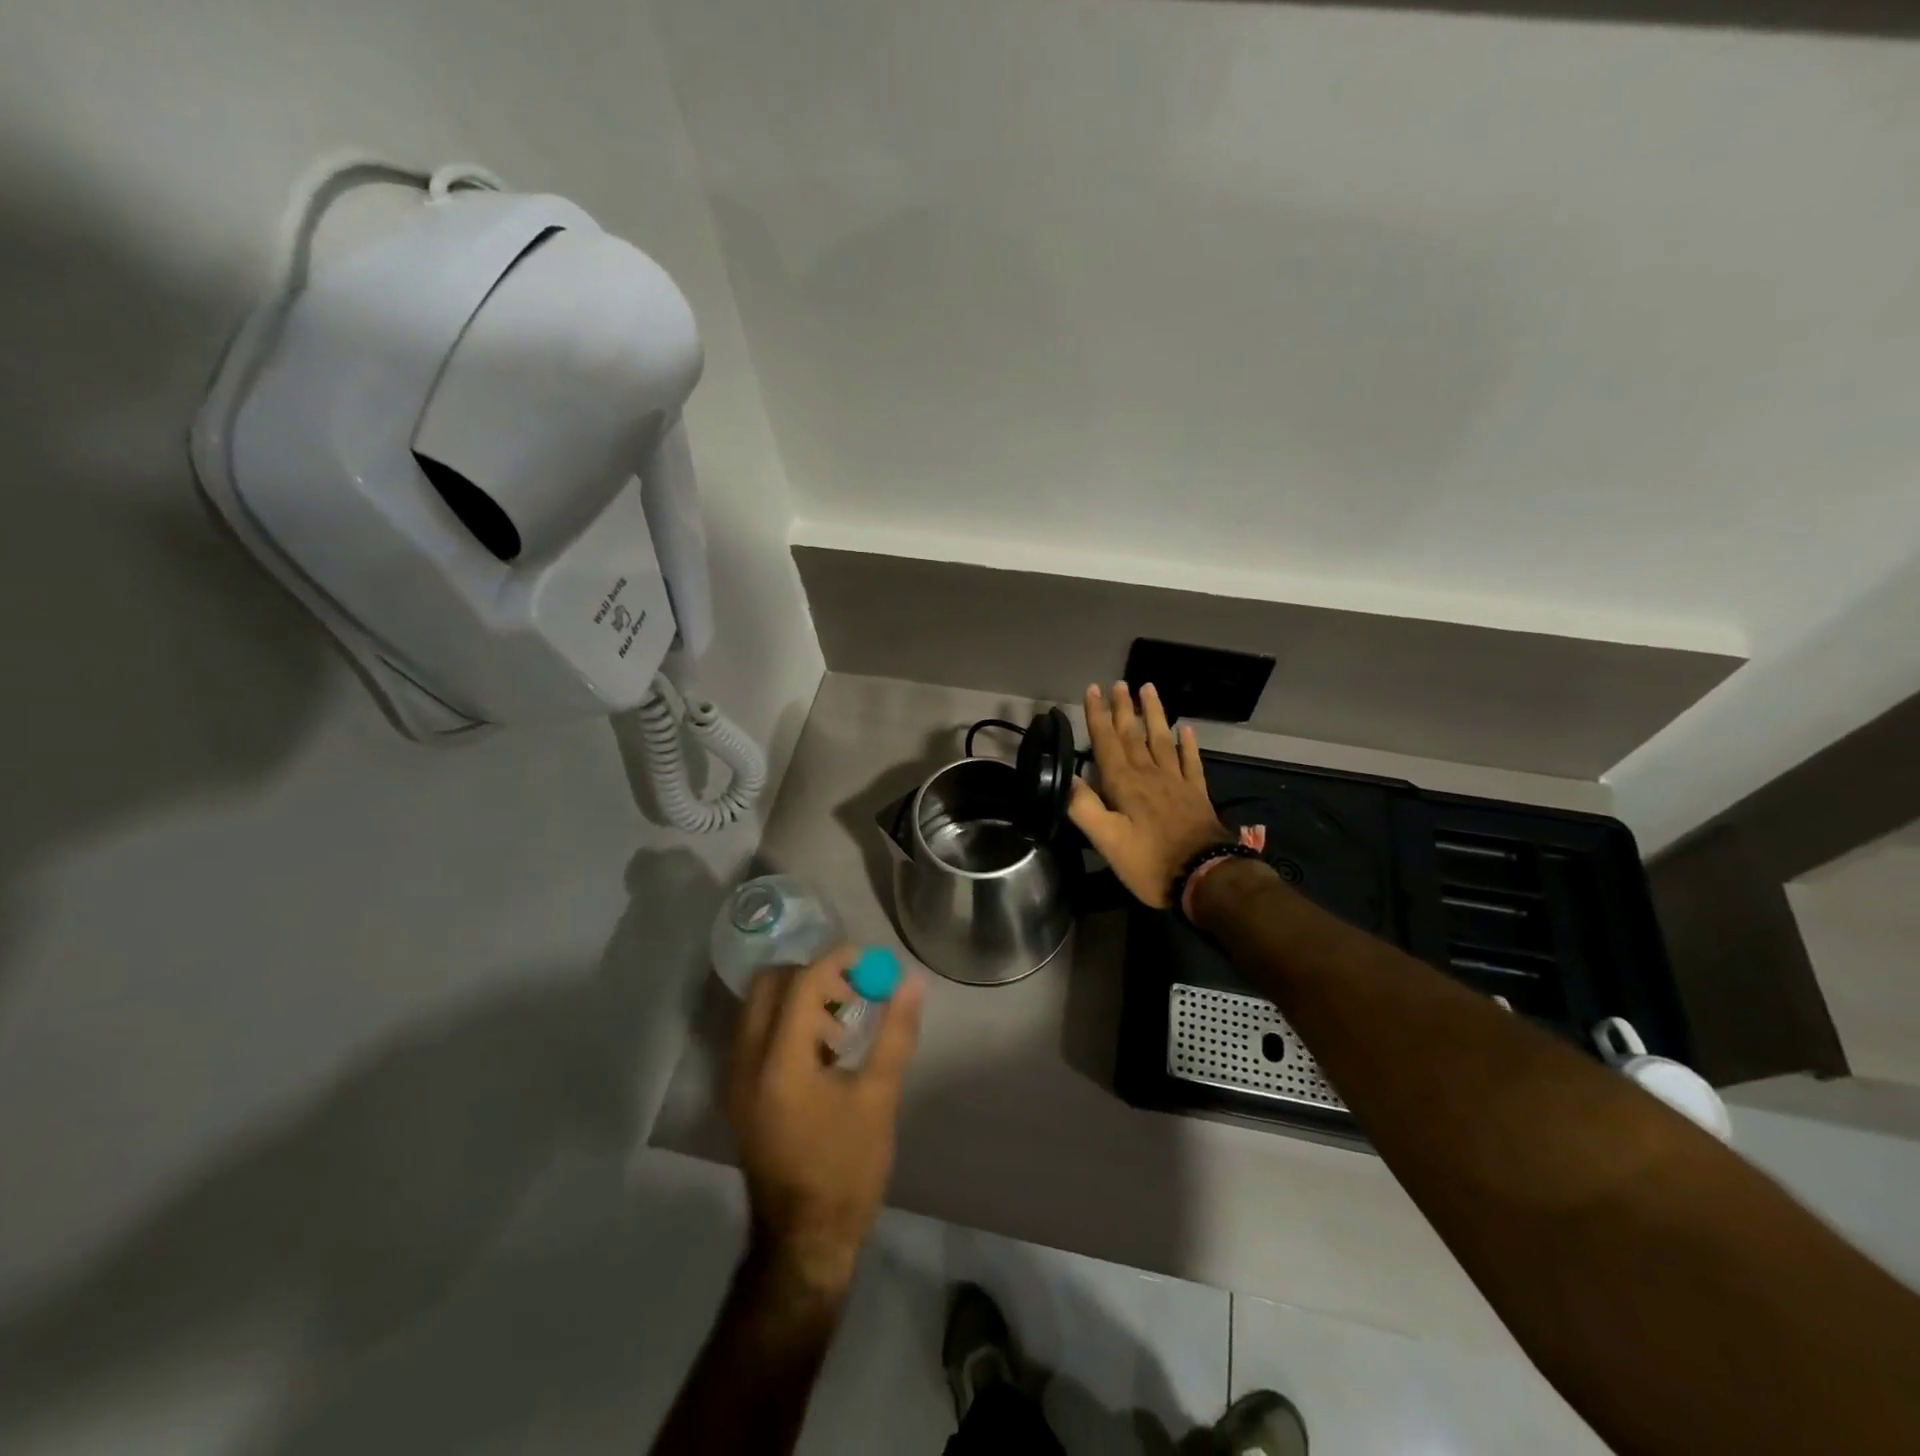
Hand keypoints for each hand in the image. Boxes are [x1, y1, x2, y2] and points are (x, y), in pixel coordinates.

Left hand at [727, 945, 924, 1294]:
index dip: (835, 962)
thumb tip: (910, 982)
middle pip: (768, 985)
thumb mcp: (879, 1099)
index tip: (866, 960)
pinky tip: (820, 1052)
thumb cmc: (846, 1169)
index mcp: (780, 1064)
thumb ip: (894, 1033)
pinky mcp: (738, 1094)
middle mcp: (746, 1063)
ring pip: (757, 1007)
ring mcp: (736, 1080)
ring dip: (796, 998)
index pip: (801, 985)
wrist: (803, 1241)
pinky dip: (784, 1022)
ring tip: (839, 1025)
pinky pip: (754, 1033)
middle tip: (849, 990)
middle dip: (810, 975)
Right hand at [1068, 682, 1230, 907]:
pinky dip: (1188, 744)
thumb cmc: (1150, 862)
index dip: (1098, 716)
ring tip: (1149, 689)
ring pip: (1162, 740)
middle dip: (1124, 708)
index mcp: (1125, 784)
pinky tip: (1187, 729)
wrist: (1206, 877)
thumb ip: (1084, 808)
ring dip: (1154, 714)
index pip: (1107, 742)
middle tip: (1120, 683)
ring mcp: (1176, 782)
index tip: (1093, 689)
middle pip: (1134, 735)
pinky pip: (1191, 762)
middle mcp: (1150, 775)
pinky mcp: (1196, 795)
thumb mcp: (1108, 841)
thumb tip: (1065, 777)